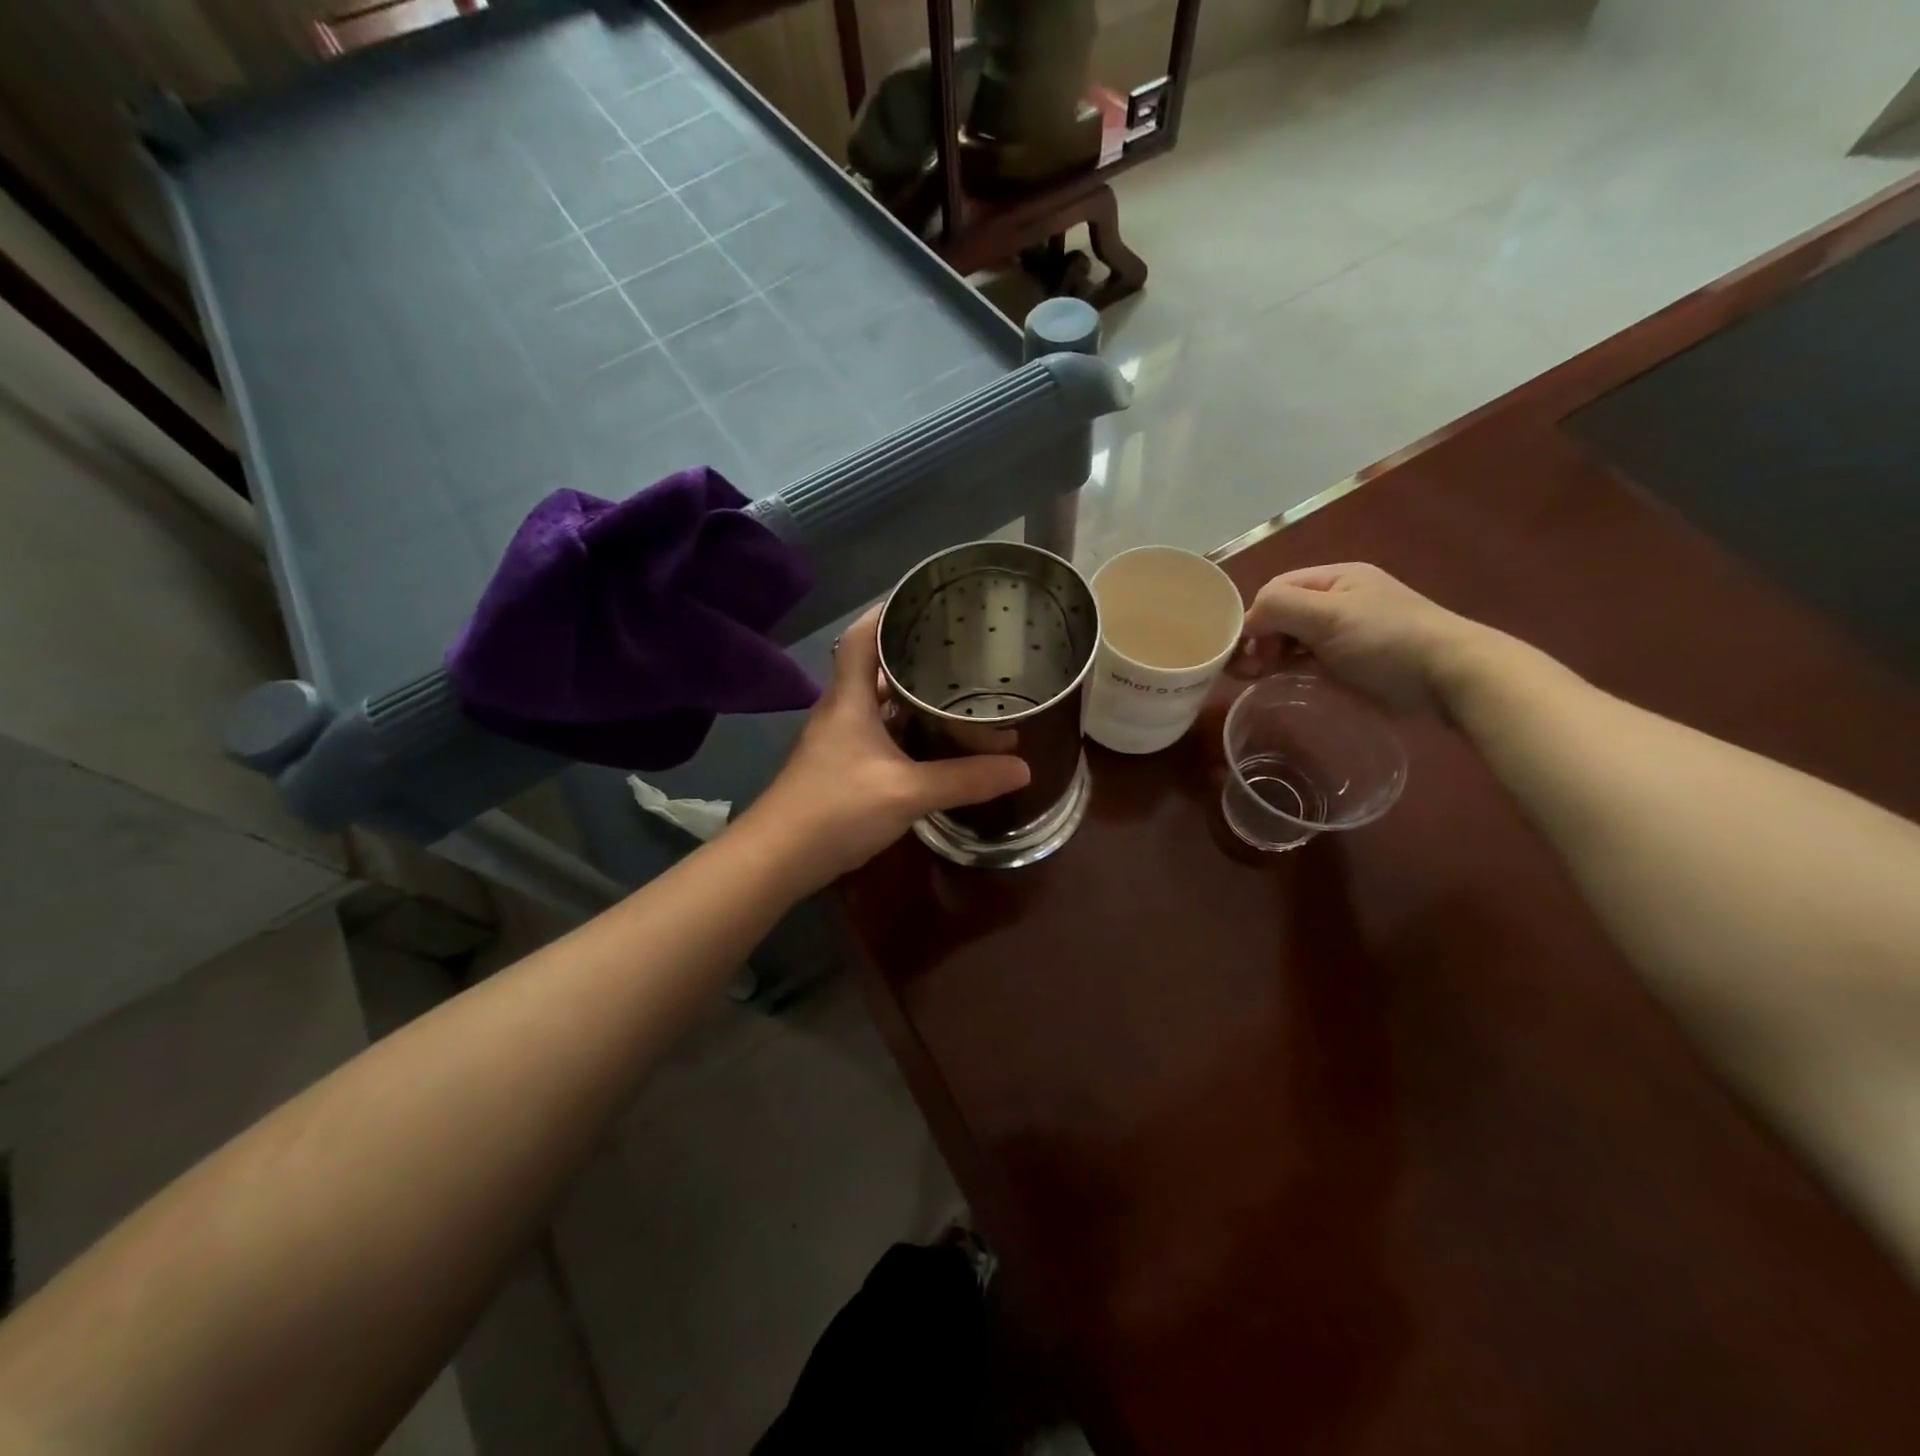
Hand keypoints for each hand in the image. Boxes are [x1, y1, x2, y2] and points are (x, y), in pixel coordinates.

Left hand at [743, 606, 1030, 888]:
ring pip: (876, 703)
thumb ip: (965, 779)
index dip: (886, 611)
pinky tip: (931, 740)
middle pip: (872, 667)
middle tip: (957, 647)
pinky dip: (903, 729)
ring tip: (953, 686)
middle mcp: (840, 711)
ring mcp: (837, 741)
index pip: (860, 636)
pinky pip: (876, 733)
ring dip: (908, 694)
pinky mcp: (839, 768)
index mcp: (849, 699)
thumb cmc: (836, 809)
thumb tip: (1022, 767)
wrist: (777, 859)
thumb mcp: (908, 793)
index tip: (923, 599)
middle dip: (910, 653)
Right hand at [1234, 562, 1488, 713]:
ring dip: (1271, 655)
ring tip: (1259, 677)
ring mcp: (1346, 632)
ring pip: (1292, 639)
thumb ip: (1280, 607)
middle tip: (1249, 669)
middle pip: (1282, 614)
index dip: (1254, 616)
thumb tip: (1246, 623)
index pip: (1276, 589)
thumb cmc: (1386, 640)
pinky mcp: (1351, 662)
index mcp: (1335, 579)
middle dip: (1259, 638)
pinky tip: (1282, 680)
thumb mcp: (1328, 615)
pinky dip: (1290, 668)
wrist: (1450, 677)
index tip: (1243, 650)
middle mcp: (1338, 600)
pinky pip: (1308, 660)